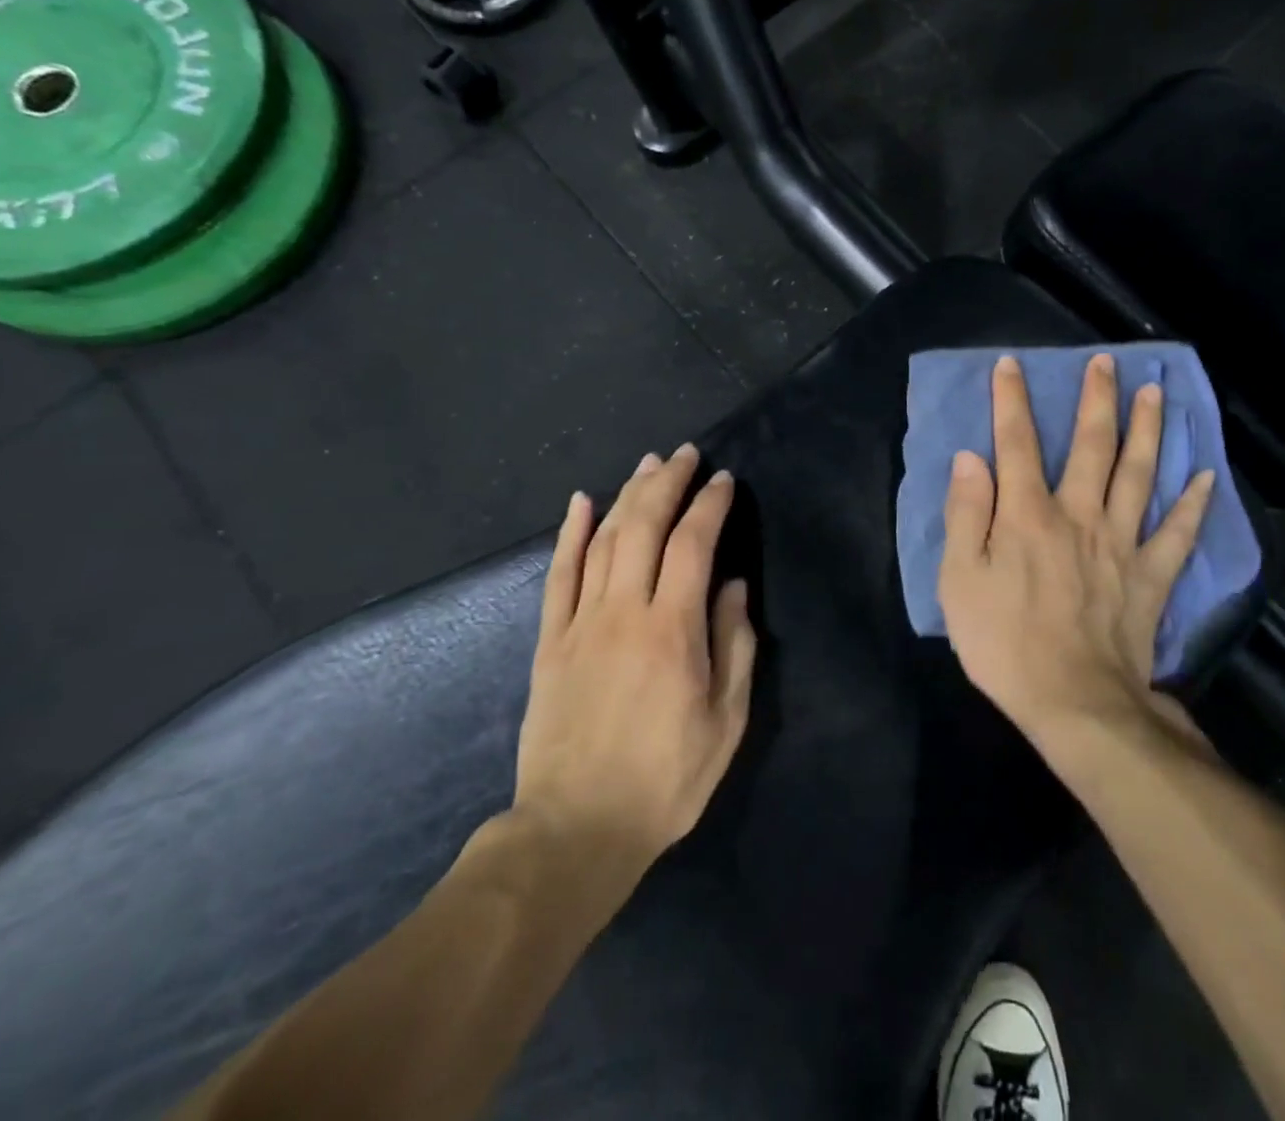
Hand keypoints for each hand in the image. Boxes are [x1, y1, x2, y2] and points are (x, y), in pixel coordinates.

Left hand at [511, 444, 756, 891]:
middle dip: (667, 482)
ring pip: (603, 540)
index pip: (693, 545)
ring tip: (647, 466)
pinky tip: (580, 501)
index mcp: (672, 631)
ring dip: (627, 495)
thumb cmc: (665, 780)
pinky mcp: (549, 640)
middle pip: (644, 526)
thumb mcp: (725, 722)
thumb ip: (734, 646)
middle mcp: (624, 612)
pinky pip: (559, 574)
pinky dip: (569, 533)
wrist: (576, 829)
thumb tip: (732, 585)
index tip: (724, 481)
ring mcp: (580, 622)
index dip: (710, 505)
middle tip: (685, 454)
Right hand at [938, 353, 1213, 749]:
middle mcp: (1080, 515)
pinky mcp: (1151, 577)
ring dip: (1148, 430)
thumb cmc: (1004, 643)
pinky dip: (1195, 504)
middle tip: (1106, 362)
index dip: (1012, 401)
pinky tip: (1207, 477)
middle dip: (1096, 400)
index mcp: (1028, 515)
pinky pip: (1178, 533)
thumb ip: (967, 514)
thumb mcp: (960, 580)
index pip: (1017, 444)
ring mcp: (1122, 544)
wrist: (1075, 704)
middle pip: (1093, 447)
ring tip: (1156, 393)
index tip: (1011, 364)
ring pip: (1140, 475)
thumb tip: (971, 458)